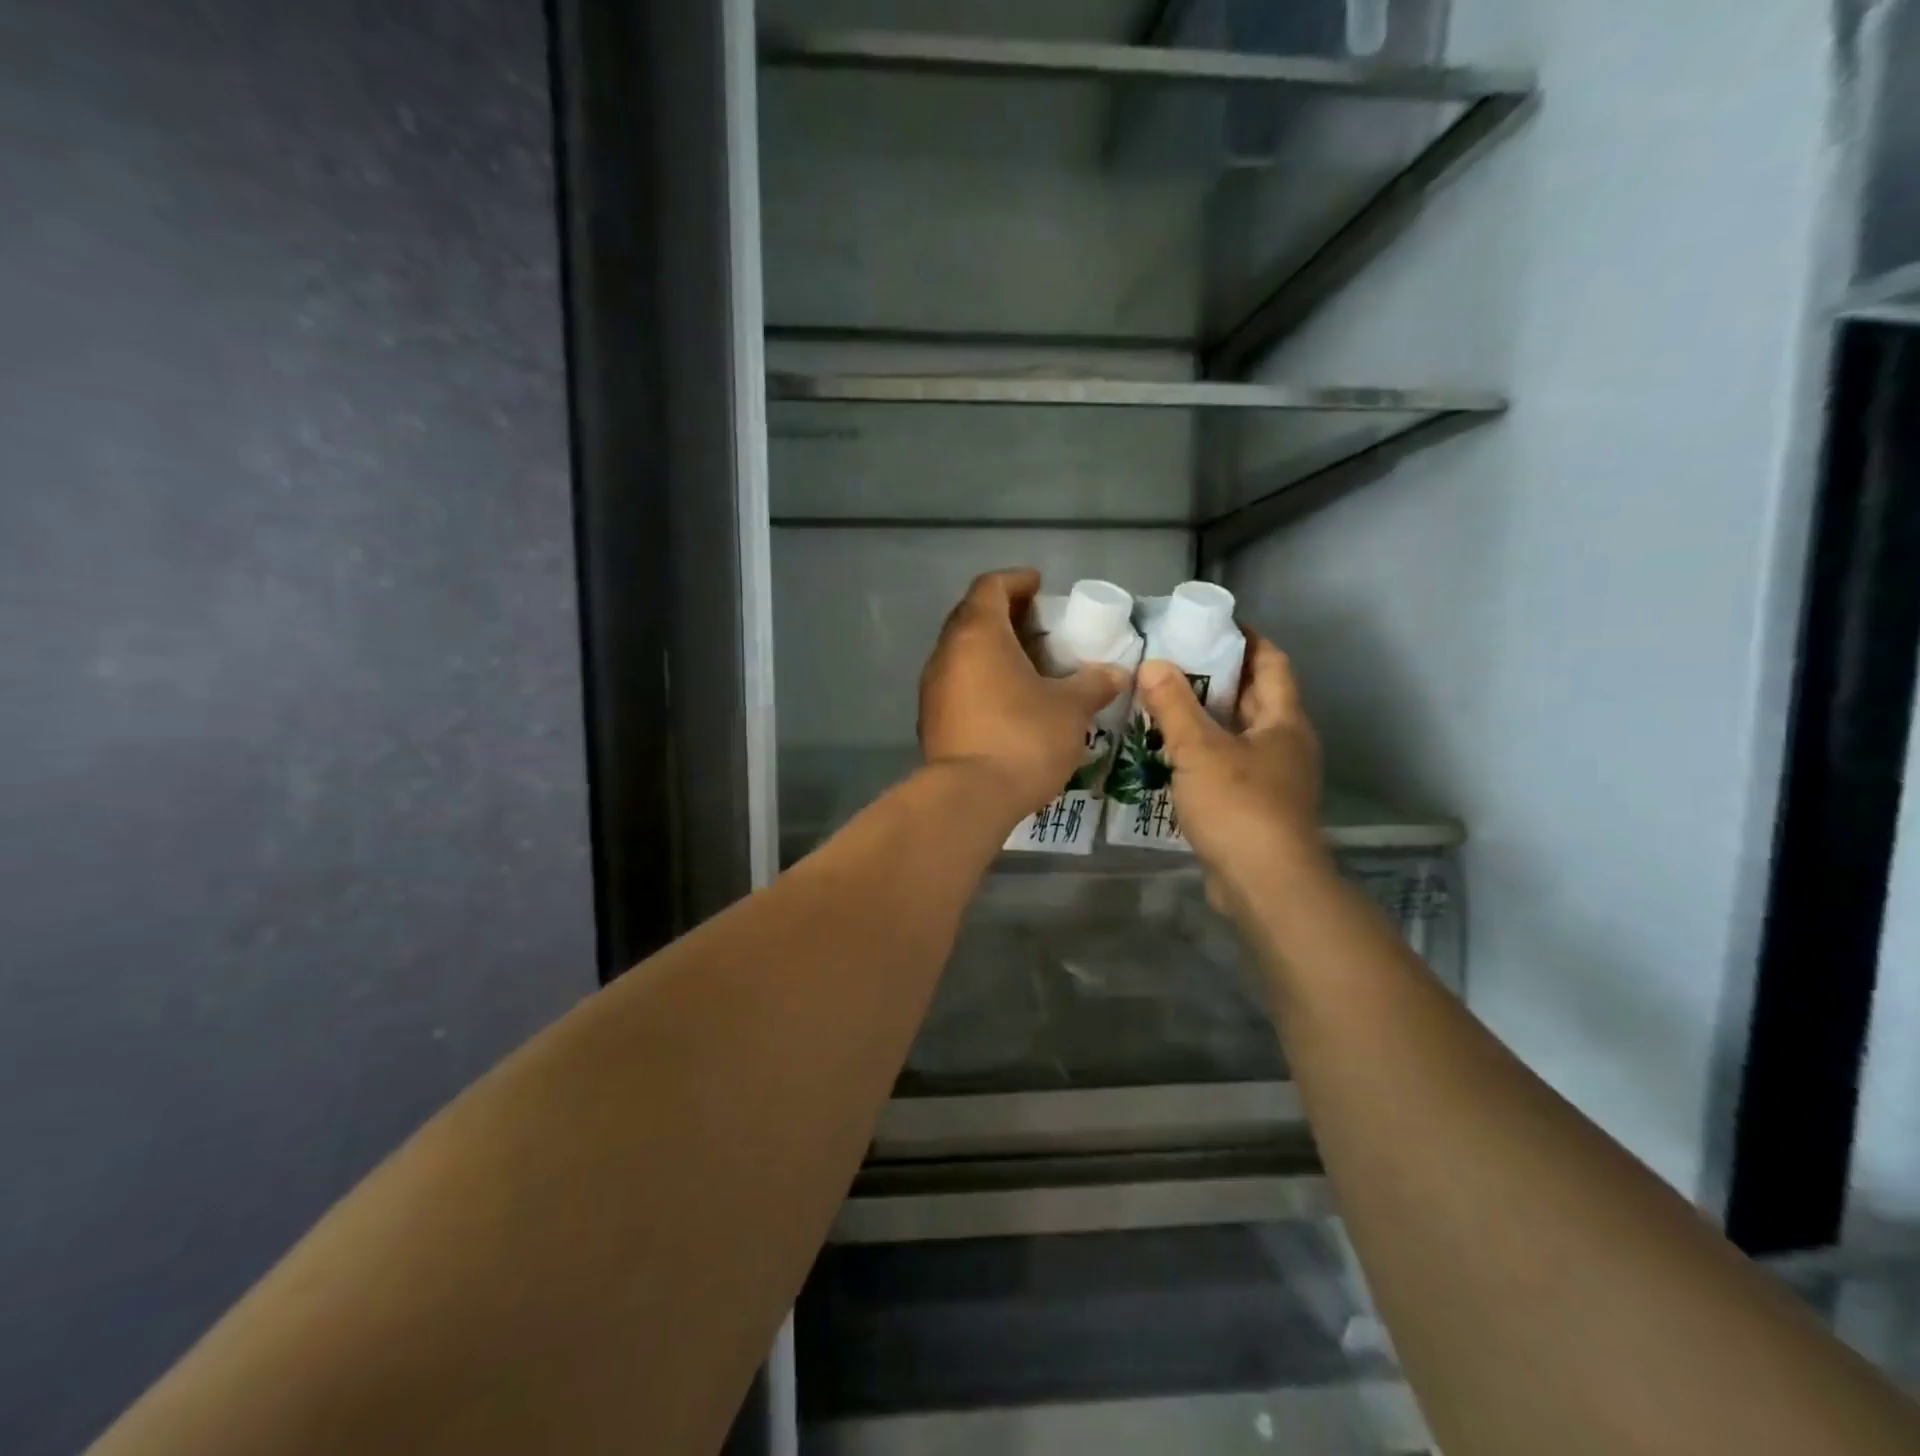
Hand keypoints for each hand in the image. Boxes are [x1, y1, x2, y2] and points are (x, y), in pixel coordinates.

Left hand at [919, 569, 1125, 819]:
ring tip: (1030, 667)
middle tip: (1040, 628)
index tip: (1040, 586)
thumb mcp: (1070, 708)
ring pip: (964, 654)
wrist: (968, 798)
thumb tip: (1115, 673)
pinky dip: (982, 682)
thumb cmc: (1022, 738)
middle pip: (973, 618)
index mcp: (978, 634)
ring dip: (994, 653)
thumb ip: (1093, 684)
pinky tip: (1009, 704)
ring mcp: (933, 689)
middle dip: (1007, 616)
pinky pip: (958, 686)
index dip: (1017, 580)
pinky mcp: (931, 721)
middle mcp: (947, 653)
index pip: (991, 586)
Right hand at [1134, 633, 1327, 913]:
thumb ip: (1174, 705)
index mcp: (1283, 721)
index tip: (1210, 624)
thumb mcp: (1198, 750)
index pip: (1271, 662)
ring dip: (1206, 718)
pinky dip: (1203, 754)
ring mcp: (1274, 779)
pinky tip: (1169, 756)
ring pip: (1238, 735)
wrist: (1266, 885)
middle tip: (1172, 663)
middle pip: (1254, 697)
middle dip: (1218, 677)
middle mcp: (1285, 744)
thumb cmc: (1239, 806)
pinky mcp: (1257, 809)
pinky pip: (1228, 766)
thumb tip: (1153, 664)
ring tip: (1162, 705)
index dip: (1245, 639)